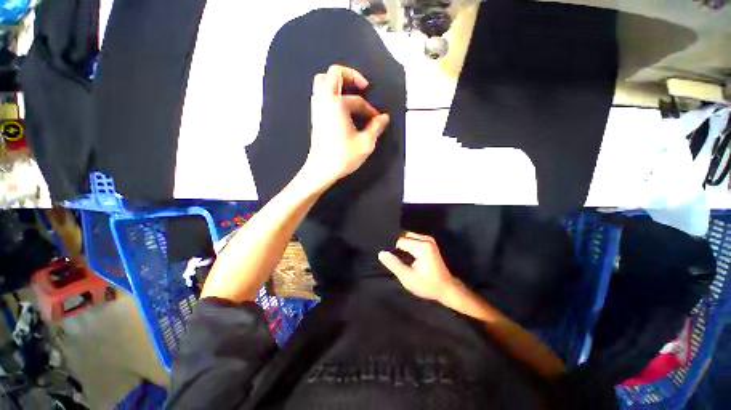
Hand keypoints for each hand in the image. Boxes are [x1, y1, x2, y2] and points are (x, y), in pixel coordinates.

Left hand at [303, 65, 390, 187]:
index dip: (370, 109)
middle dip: (349, 76)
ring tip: (351, 95)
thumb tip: (384, 118)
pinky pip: (321, 96)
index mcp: (336, 104)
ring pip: (322, 83)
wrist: (321, 170)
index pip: (358, 100)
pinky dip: (331, 95)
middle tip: (361, 87)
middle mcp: (324, 101)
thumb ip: (376, 127)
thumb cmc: (343, 156)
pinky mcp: (315, 118)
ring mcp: (317, 109)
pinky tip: (342, 109)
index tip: (378, 119)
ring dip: (337, 84)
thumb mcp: (366, 142)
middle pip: (332, 74)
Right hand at [378, 232, 458, 302]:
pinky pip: (414, 239)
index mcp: (422, 246)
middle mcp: (426, 239)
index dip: (395, 252)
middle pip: (404, 237)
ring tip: (403, 259)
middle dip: (399, 247)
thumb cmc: (428, 285)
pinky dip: (409, 245)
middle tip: (400, 261)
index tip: (397, 262)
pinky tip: (409, 256)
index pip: (400, 242)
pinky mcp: (430, 242)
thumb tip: (381, 253)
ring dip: (404, 246)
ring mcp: (429, 240)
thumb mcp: (408, 278)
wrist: (446, 288)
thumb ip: (394, 264)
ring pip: (408, 237)